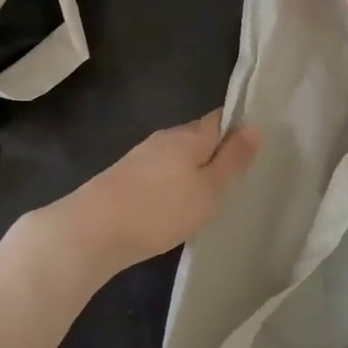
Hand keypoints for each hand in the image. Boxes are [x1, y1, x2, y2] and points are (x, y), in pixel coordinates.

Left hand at [21, 109, 260, 284]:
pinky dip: (173, 183)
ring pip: (178, 156)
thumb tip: (255, 125)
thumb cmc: (160, 209)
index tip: (255, 148)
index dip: (239, 128)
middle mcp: (164, 137)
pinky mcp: (126, 176)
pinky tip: (175, 205)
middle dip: (217, 153)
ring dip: (194, 170)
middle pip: (199, 137)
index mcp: (189, 134)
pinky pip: (161, 172)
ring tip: (210, 197)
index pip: (221, 118)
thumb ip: (233, 159)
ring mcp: (142, 155)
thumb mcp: (208, 189)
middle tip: (238, 180)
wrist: (92, 230)